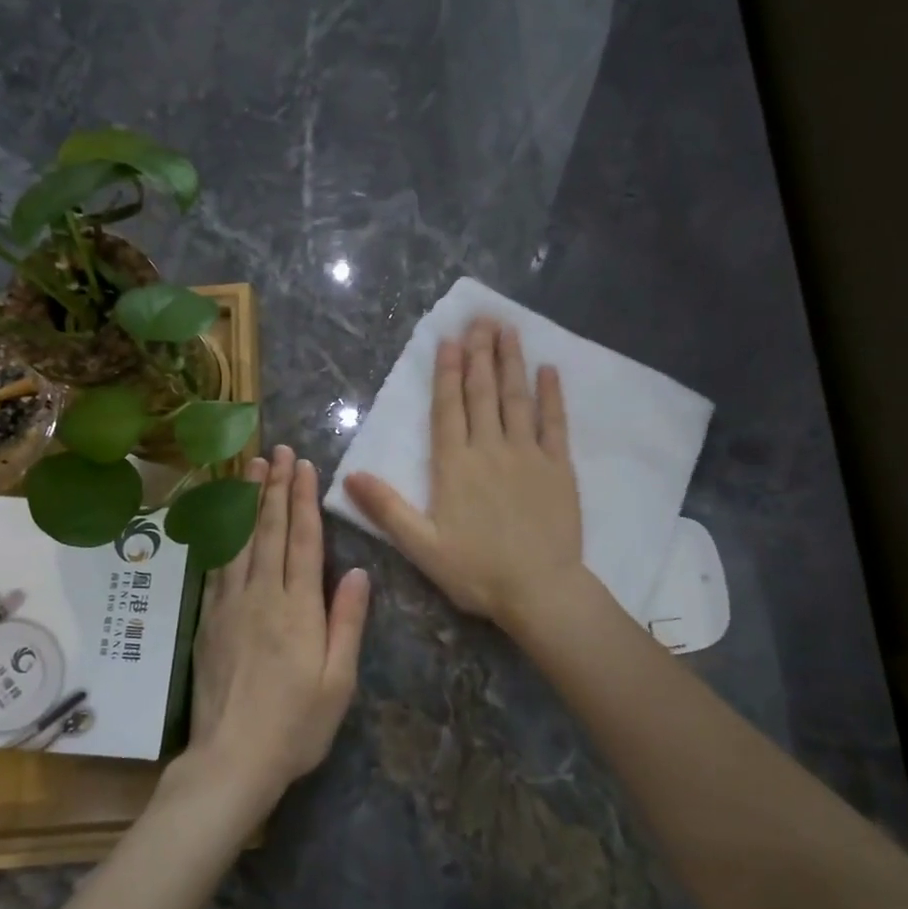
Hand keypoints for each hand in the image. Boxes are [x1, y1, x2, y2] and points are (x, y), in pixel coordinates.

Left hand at [187, 445, 370, 805]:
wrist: (232, 760)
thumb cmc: (296, 725)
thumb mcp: (339, 680)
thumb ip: (347, 622)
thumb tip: (359, 571)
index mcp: (298, 609)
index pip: (302, 541)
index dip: (304, 500)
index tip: (304, 466)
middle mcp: (262, 596)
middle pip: (269, 531)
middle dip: (275, 487)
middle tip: (277, 451)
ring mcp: (230, 606)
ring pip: (239, 541)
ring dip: (246, 501)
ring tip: (250, 467)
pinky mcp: (209, 621)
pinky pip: (216, 567)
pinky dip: (222, 535)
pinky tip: (223, 519)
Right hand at [344, 319, 584, 634]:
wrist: (539, 589)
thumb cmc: (477, 571)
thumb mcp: (422, 546)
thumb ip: (387, 509)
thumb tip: (348, 476)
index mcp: (455, 465)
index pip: (448, 408)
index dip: (447, 372)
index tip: (450, 339)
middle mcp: (490, 448)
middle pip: (482, 392)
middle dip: (479, 353)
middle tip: (480, 319)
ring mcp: (528, 454)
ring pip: (517, 398)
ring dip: (511, 362)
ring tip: (508, 329)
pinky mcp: (558, 467)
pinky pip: (555, 423)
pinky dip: (552, 395)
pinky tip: (549, 370)